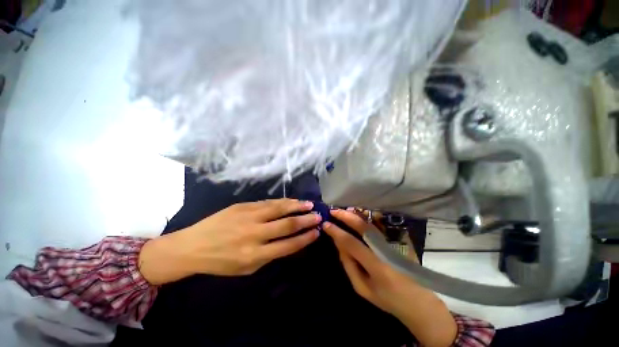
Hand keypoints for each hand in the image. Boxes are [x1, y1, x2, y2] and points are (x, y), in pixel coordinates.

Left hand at [139, 199, 320, 284]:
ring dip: (296, 206)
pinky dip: (282, 202)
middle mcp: (254, 234)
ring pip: (279, 209)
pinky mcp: (243, 206)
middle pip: (286, 225)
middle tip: (318, 215)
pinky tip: (291, 200)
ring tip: (309, 204)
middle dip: (306, 220)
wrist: (192, 246)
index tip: (316, 232)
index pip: (288, 245)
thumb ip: (269, 255)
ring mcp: (248, 217)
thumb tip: (290, 241)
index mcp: (255, 255)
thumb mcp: (246, 268)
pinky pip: (267, 202)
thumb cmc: (221, 262)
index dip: (305, 238)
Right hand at [323, 210, 456, 346]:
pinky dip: (366, 217)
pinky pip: (379, 225)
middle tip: (333, 211)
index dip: (337, 232)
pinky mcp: (399, 240)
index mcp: (377, 267)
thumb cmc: (387, 299)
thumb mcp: (362, 288)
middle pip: (363, 227)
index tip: (326, 224)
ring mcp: (395, 243)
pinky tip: (357, 214)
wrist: (418, 300)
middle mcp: (386, 250)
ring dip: (355, 214)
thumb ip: (348, 264)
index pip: (352, 243)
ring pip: (372, 222)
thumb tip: (338, 243)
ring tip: (343, 210)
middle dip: (346, 216)